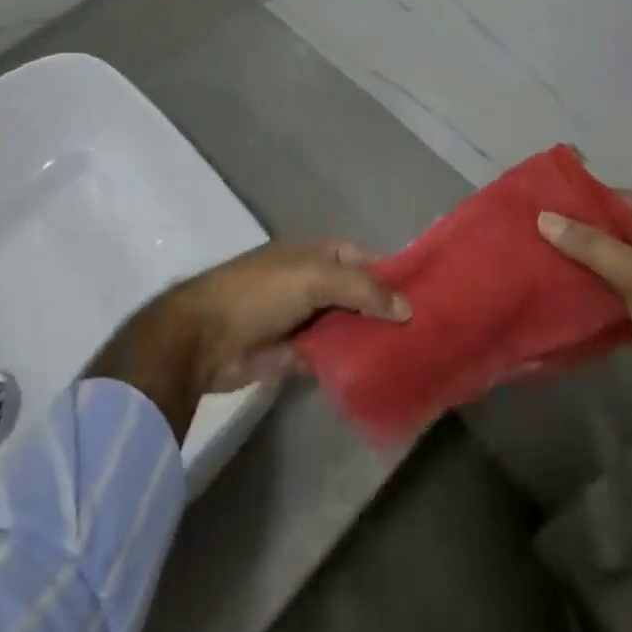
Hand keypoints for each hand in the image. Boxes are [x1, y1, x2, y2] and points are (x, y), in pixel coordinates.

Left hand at [174, 239, 410, 390]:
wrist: (204, 337)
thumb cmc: (260, 292)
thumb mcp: (314, 278)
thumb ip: (361, 291)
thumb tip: (407, 307)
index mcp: (316, 254)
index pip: (363, 259)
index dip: (391, 274)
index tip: (426, 295)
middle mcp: (312, 282)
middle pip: (357, 296)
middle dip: (384, 312)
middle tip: (427, 334)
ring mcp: (303, 319)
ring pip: (346, 328)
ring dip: (369, 340)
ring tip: (412, 358)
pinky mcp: (294, 354)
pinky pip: (330, 357)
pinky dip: (349, 364)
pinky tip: (378, 377)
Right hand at [539, 192, 631, 462]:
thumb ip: (594, 247)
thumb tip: (544, 217)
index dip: (594, 199)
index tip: (550, 199)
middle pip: (620, 237)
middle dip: (581, 233)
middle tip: (534, 226)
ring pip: (612, 270)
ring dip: (579, 265)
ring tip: (535, 254)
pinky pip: (610, 301)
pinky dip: (586, 296)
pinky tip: (553, 291)